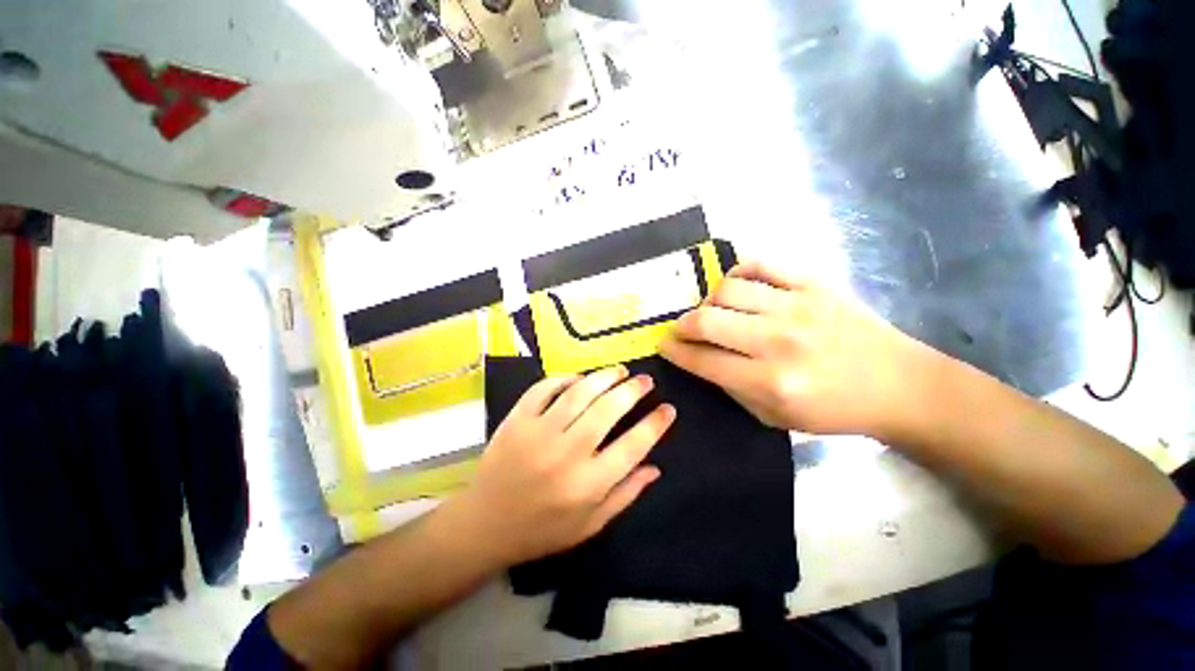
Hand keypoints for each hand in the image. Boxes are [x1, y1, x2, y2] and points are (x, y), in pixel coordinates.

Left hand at [446, 366, 675, 566]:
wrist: (484, 525)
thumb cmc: (542, 530)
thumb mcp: (590, 525)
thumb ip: (625, 495)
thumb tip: (655, 467)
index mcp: (587, 485)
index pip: (632, 447)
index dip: (655, 425)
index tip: (668, 409)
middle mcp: (566, 454)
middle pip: (607, 410)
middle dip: (632, 391)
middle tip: (645, 381)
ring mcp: (538, 433)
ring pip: (578, 394)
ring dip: (603, 377)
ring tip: (619, 371)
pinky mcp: (516, 420)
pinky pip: (543, 389)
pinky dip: (563, 379)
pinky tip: (578, 378)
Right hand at [660, 261, 936, 440]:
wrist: (898, 385)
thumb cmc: (833, 410)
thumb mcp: (773, 417)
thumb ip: (730, 387)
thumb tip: (699, 358)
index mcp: (769, 382)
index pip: (703, 360)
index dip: (675, 352)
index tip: (663, 345)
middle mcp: (778, 342)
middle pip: (707, 320)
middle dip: (682, 325)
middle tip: (680, 330)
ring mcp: (797, 307)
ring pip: (728, 289)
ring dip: (708, 302)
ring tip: (713, 311)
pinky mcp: (814, 284)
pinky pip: (761, 264)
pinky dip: (738, 271)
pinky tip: (736, 286)